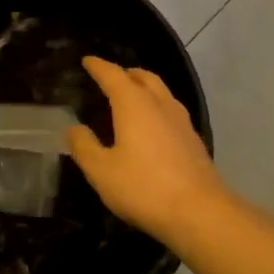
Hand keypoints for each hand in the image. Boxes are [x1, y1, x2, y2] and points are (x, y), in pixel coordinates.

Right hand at [66, 57, 227, 241]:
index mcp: (134, 105)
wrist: (199, 212)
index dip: (98, 67)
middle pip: (143, 78)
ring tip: (131, 97)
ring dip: (145, 88)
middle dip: (126, 73)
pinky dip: (157, 107)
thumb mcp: (101, 170)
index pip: (113, 75)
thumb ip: (84, 146)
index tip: (87, 61)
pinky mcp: (194, 140)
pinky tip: (152, 126)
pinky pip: (171, 111)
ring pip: (161, 92)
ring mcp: (181, 122)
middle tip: (111, 77)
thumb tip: (74, 128)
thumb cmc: (143, 187)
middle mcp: (160, 104)